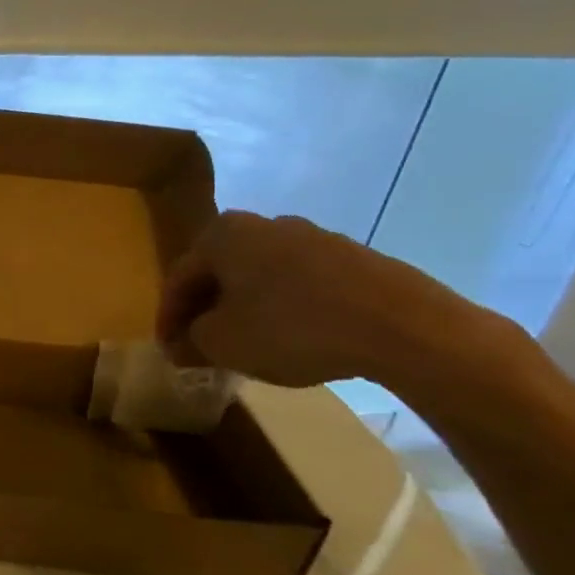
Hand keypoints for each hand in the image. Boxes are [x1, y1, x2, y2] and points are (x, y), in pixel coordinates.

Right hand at [155, 212, 484, 387]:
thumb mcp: (222, 343)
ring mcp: (315, 238)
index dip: (168, 318)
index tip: (169, 350)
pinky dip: (288, 310)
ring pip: (262, 278)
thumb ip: (191, 341)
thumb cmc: (292, 328)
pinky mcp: (355, 260)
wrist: (406, 328)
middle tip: (202, 346)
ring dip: (248, 309)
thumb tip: (180, 345)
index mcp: (223, 234)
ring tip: (249, 347)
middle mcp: (264, 224)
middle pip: (221, 273)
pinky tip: (295, 340)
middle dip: (208, 310)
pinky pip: (303, 285)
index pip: (179, 278)